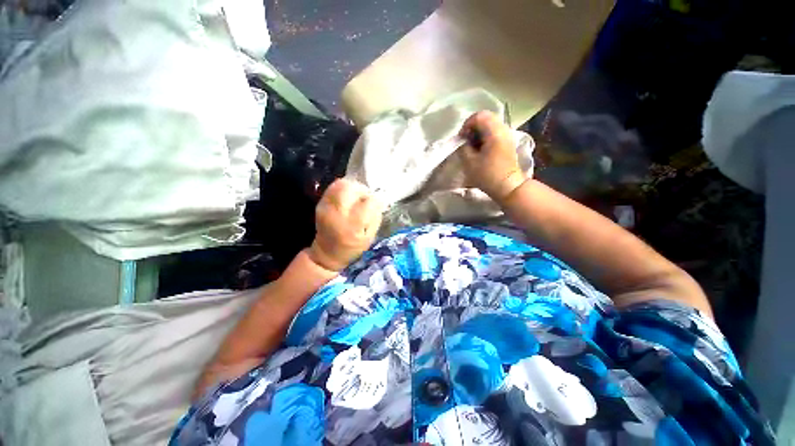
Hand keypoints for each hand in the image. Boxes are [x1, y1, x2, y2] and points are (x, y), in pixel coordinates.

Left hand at [309, 178, 382, 271]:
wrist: (327, 253)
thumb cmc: (352, 247)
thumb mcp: (370, 237)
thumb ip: (375, 217)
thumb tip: (378, 200)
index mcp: (353, 226)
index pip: (369, 202)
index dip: (376, 200)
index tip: (377, 204)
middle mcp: (338, 214)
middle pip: (351, 188)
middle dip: (363, 190)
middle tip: (366, 197)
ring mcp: (326, 207)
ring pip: (341, 184)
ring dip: (353, 187)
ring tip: (356, 196)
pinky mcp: (320, 203)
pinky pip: (333, 187)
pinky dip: (343, 188)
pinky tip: (347, 197)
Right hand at [458, 111, 526, 202]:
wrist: (508, 186)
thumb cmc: (488, 175)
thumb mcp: (470, 162)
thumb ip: (463, 147)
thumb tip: (464, 140)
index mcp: (494, 132)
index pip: (479, 116)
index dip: (467, 124)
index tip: (462, 139)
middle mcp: (503, 129)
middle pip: (485, 118)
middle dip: (472, 127)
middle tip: (466, 141)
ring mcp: (507, 135)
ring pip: (490, 125)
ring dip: (478, 133)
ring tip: (472, 147)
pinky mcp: (507, 142)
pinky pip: (494, 132)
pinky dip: (485, 137)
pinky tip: (481, 150)